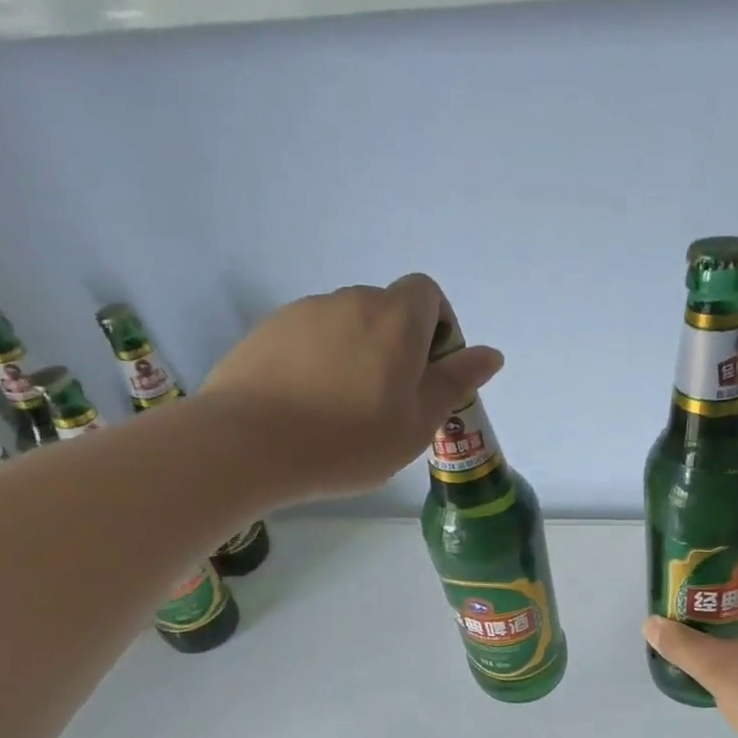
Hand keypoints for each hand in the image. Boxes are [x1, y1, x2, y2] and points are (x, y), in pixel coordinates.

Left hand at [200, 275, 502, 500]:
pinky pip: (308, 339)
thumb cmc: (348, 441)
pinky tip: (306, 406)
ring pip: (345, 325)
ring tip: (342, 410)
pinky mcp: (266, 332)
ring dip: (356, 354)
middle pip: (386, 309)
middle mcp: (350, 300)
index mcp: (395, 319)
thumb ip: (455, 383)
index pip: (428, 292)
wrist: (247, 444)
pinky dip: (318, 362)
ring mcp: (302, 312)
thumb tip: (490, 354)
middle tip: (389, 402)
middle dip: (397, 345)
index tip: (431, 372)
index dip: (438, 326)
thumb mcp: (417, 423)